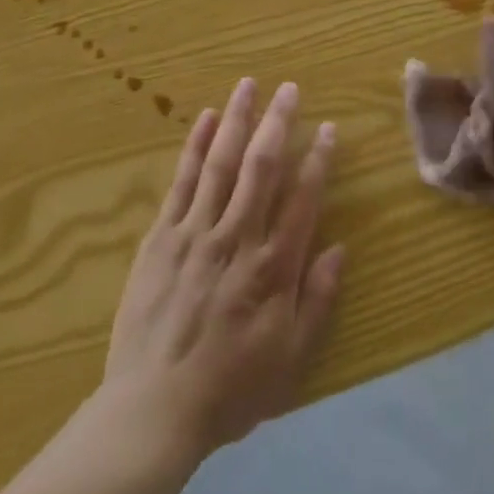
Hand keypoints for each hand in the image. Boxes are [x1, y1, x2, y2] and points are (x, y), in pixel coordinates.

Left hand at [102, 78, 344, 462]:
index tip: (328, 127)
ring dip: (237, 120)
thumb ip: (317, 300)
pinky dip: (195, 146)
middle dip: (277, 122)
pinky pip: (182, 181)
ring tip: (248, 85)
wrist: (152, 409)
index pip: (302, 199)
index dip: (318, 160)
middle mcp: (236, 237)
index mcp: (272, 267)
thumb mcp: (289, 359)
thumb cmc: (229, 388)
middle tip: (288, 87)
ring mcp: (195, 231)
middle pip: (261, 167)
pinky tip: (207, 119)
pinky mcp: (162, 235)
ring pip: (221, 163)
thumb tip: (341, 248)